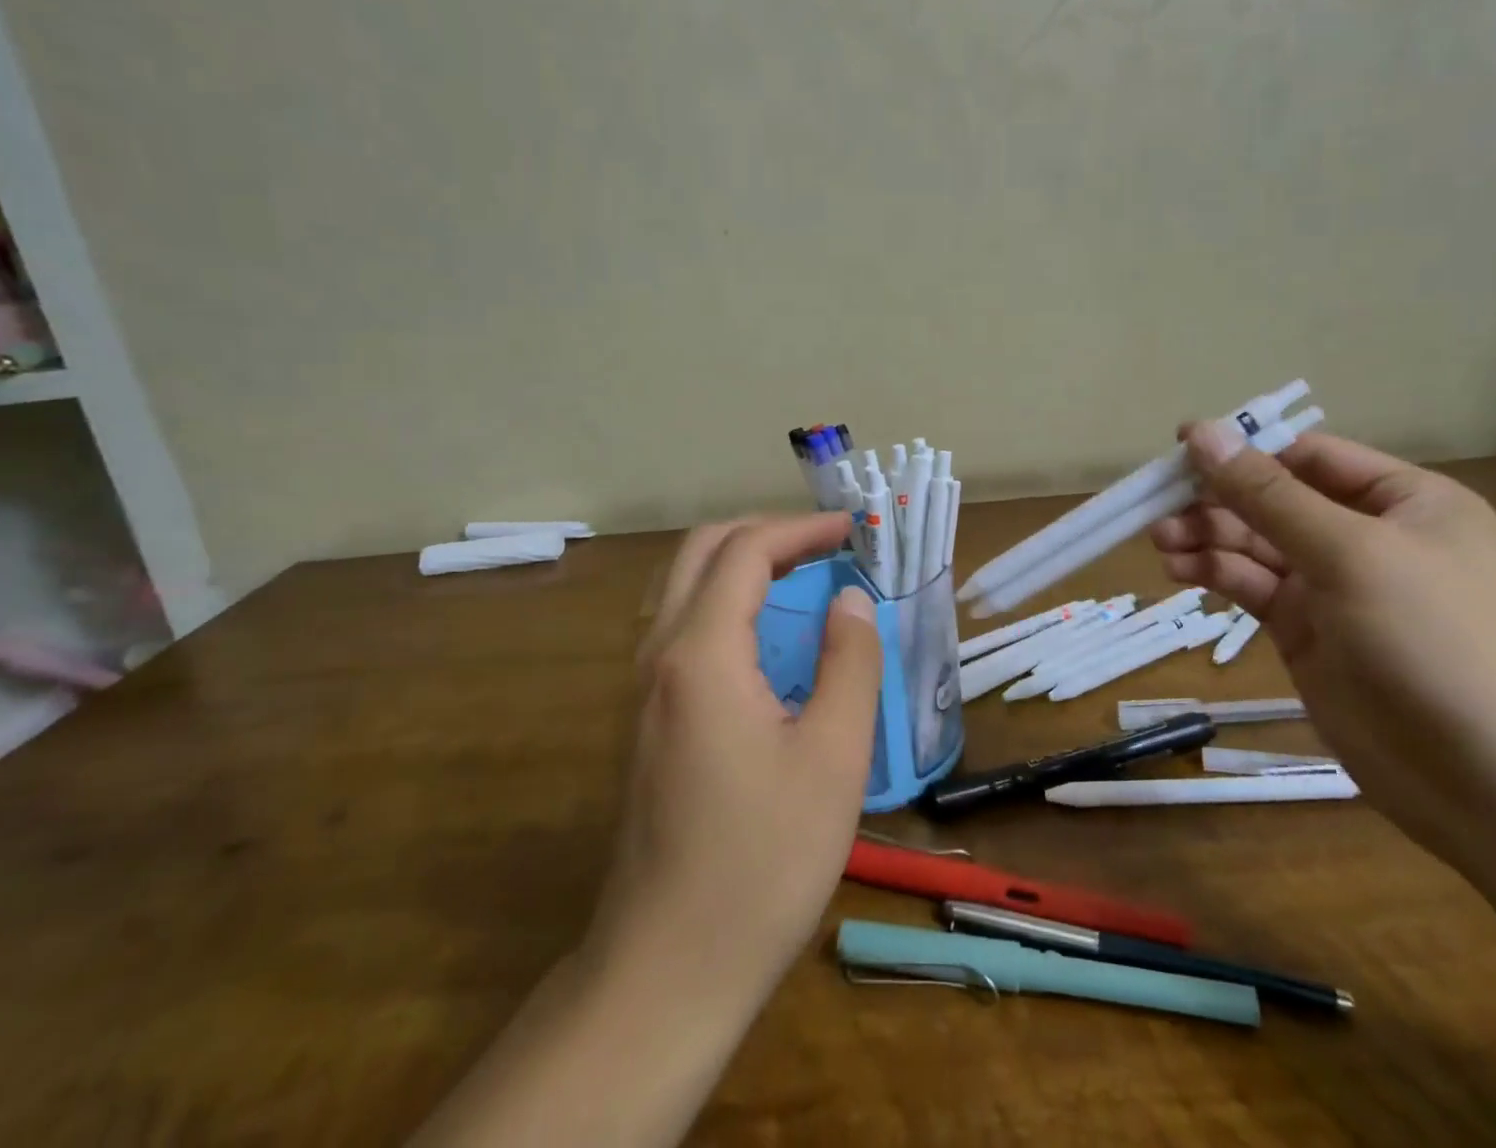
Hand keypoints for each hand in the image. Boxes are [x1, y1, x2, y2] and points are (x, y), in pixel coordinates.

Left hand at [583, 512, 882, 1012]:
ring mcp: (643, 686)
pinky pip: (680, 623)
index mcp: (701, 652)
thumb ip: (849, 662)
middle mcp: (659, 653)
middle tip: (825, 543)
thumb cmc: (762, 862)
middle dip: (766, 531)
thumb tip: (849, 599)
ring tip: (801, 573)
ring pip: (683, 584)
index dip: (802, 529)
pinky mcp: (645, 716)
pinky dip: (725, 598)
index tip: (853, 530)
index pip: (746, 551)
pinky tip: (764, 633)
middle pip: (702, 551)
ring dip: (741, 561)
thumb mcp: (833, 757)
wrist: (667, 966)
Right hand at [1152, 422, 1495, 859]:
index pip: (1308, 457)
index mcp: (1404, 502)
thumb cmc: (1436, 641)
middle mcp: (1368, 537)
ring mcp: (1335, 588)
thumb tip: (1202, 433)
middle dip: (1217, 501)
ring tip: (1161, 541)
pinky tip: (1179, 571)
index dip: (1244, 449)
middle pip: (1274, 501)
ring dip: (1207, 537)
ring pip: (1255, 545)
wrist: (1495, 784)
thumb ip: (1267, 495)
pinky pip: (1252, 587)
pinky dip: (1215, 574)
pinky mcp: (1306, 632)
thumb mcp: (1350, 553)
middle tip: (1159, 507)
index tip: (1180, 450)